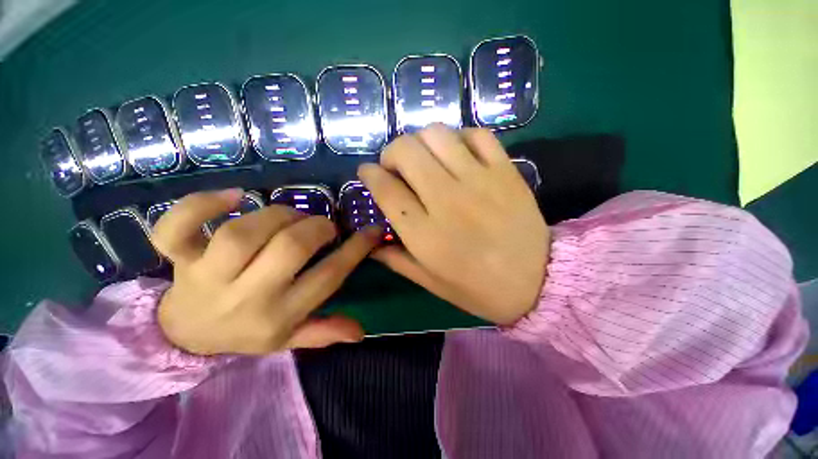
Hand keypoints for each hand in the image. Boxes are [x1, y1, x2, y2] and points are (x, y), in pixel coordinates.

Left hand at [152, 189, 381, 355]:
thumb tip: (360, 331)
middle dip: (316, 228)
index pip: (328, 278)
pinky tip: (234, 196)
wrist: (182, 335)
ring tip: (291, 217)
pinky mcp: (178, 258)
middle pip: (289, 249)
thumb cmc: (245, 332)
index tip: (372, 230)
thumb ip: (324, 332)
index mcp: (278, 316)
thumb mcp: (288, 339)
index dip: (355, 250)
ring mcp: (207, 276)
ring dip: (279, 216)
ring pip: (244, 233)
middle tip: (323, 226)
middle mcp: (245, 297)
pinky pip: (177, 228)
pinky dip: (201, 205)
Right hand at [359, 124, 549, 324]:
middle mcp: (447, 201)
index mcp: (425, 234)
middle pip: (406, 151)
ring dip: (421, 141)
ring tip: (425, 158)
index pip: (385, 189)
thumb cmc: (479, 288)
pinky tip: (457, 154)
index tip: (367, 173)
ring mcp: (479, 181)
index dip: (369, 174)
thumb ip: (397, 260)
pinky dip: (459, 137)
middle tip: (396, 166)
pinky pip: (476, 135)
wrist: (538, 281)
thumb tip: (371, 243)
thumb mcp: (431, 283)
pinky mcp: (505, 171)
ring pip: (437, 134)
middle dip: (391, 152)